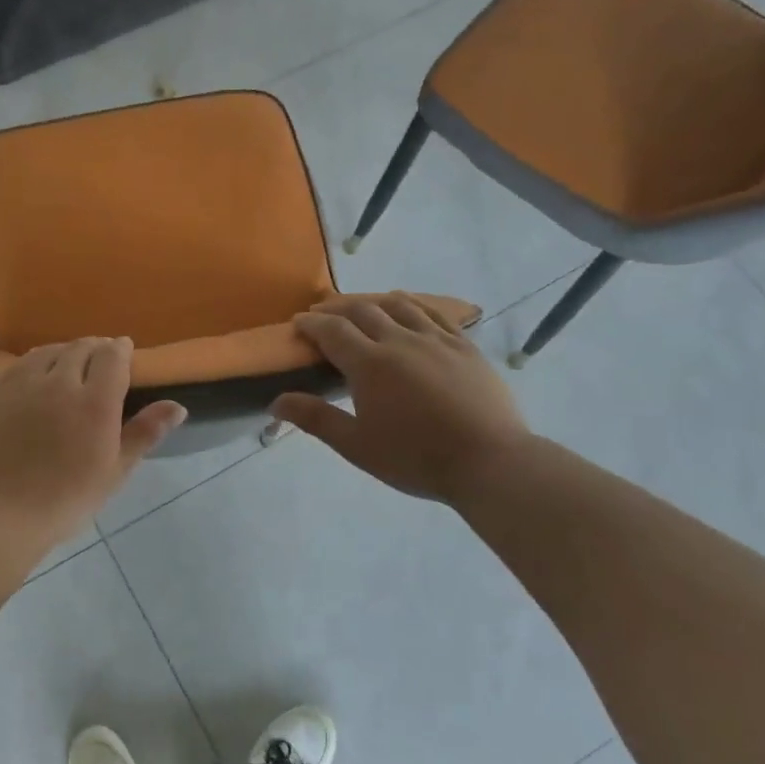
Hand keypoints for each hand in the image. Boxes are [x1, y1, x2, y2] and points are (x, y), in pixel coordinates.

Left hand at [0, 338, 185, 549]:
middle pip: (80, 348)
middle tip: (101, 360)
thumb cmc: (66, 499)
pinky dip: (32, 364)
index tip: (125, 352)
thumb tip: (178, 406)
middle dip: (95, 348)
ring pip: (47, 351)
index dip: (121, 349)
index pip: (112, 356)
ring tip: (69, 364)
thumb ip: (144, 433)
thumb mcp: (114, 471)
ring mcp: (21, 385)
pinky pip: (16, 366)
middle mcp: (57, 382)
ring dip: (64, 352)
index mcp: (94, 402)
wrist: (1, 514)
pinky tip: (34, 378)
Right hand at [269, 294, 528, 503]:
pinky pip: (435, 313)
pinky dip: (414, 305)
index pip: (332, 330)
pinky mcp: (465, 346)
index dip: (311, 323)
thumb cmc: (415, 458)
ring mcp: (436, 340)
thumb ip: (316, 419)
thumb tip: (275, 402)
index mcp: (369, 364)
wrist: (489, 462)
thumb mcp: (357, 445)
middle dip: (337, 308)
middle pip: (362, 309)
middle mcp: (400, 340)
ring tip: (363, 307)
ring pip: (399, 305)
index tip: (298, 323)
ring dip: (374, 301)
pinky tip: (410, 309)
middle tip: (323, 314)